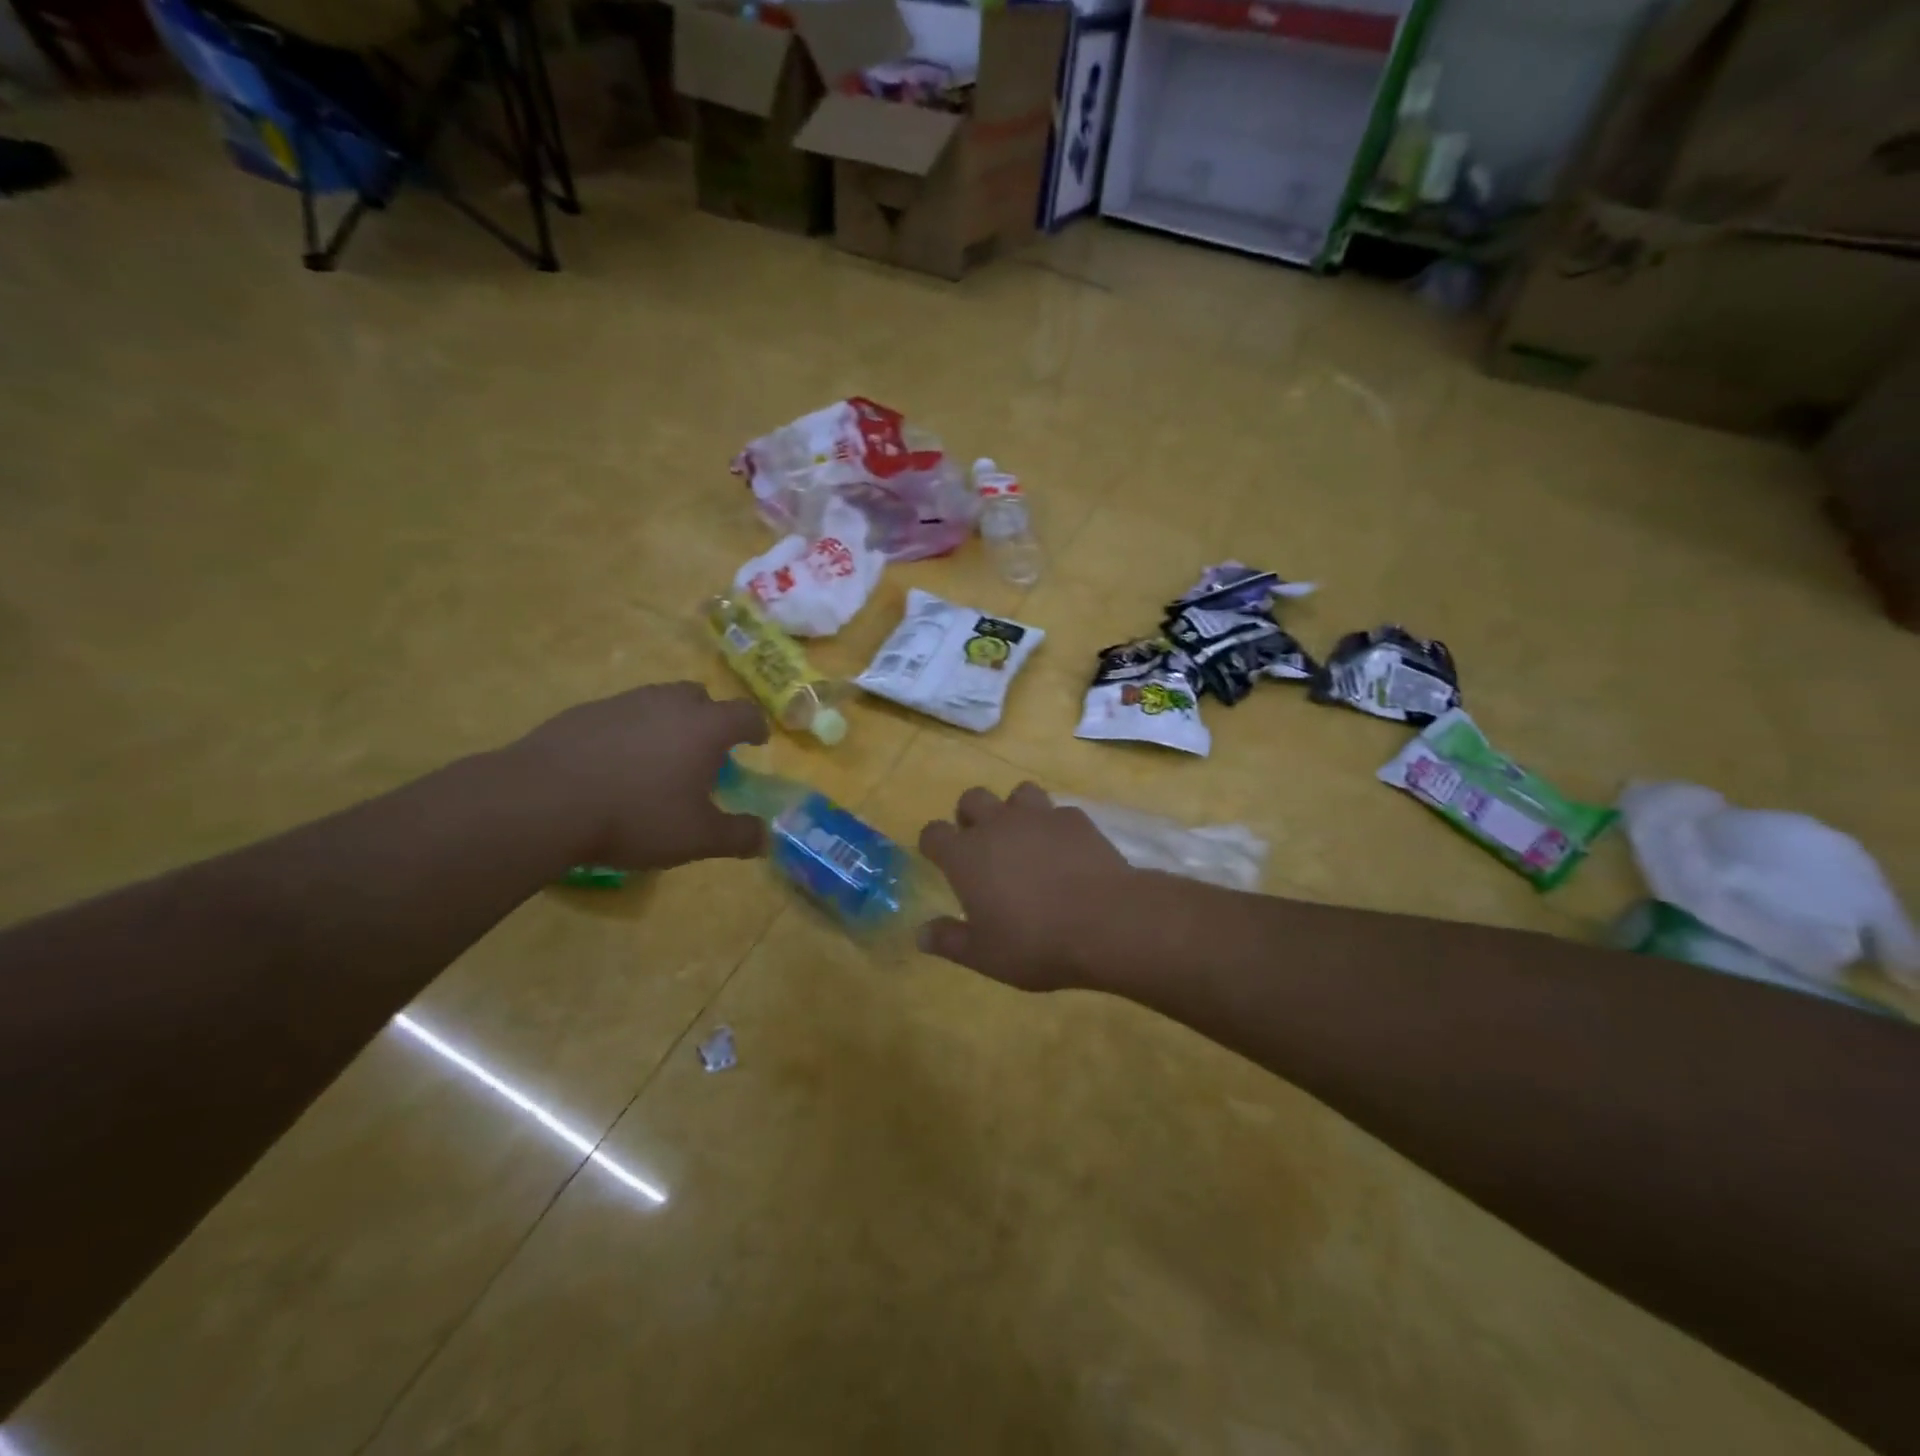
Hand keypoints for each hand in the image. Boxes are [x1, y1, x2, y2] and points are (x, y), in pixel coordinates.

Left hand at [510, 682, 768, 871]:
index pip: (745, 713)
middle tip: (704, 751)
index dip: (755, 727)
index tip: (756, 741)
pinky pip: (620, 715)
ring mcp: (623, 703)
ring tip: (658, 760)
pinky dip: (629, 732)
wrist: (542, 802)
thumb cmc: (635, 816)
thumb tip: (766, 838)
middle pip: (700, 696)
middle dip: (709, 718)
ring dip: (667, 723)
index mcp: (704, 727)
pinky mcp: (583, 712)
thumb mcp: (696, 838)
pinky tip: (614, 766)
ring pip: (657, 701)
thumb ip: (738, 836)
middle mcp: (668, 704)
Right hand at [917, 783, 1135, 990]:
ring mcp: (1038, 816)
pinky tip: (1066, 849)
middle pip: (972, 798)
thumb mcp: (984, 955)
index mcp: (965, 855)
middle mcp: (997, 825)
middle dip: (971, 815)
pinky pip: (1058, 811)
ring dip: (1015, 810)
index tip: (939, 858)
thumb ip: (949, 941)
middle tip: (982, 844)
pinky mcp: (1075, 818)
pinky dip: (1056, 826)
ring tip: (1025, 838)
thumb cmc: (1035, 942)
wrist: (1105, 922)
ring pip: (1018, 792)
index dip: (933, 843)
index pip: (933, 833)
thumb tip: (920, 934)